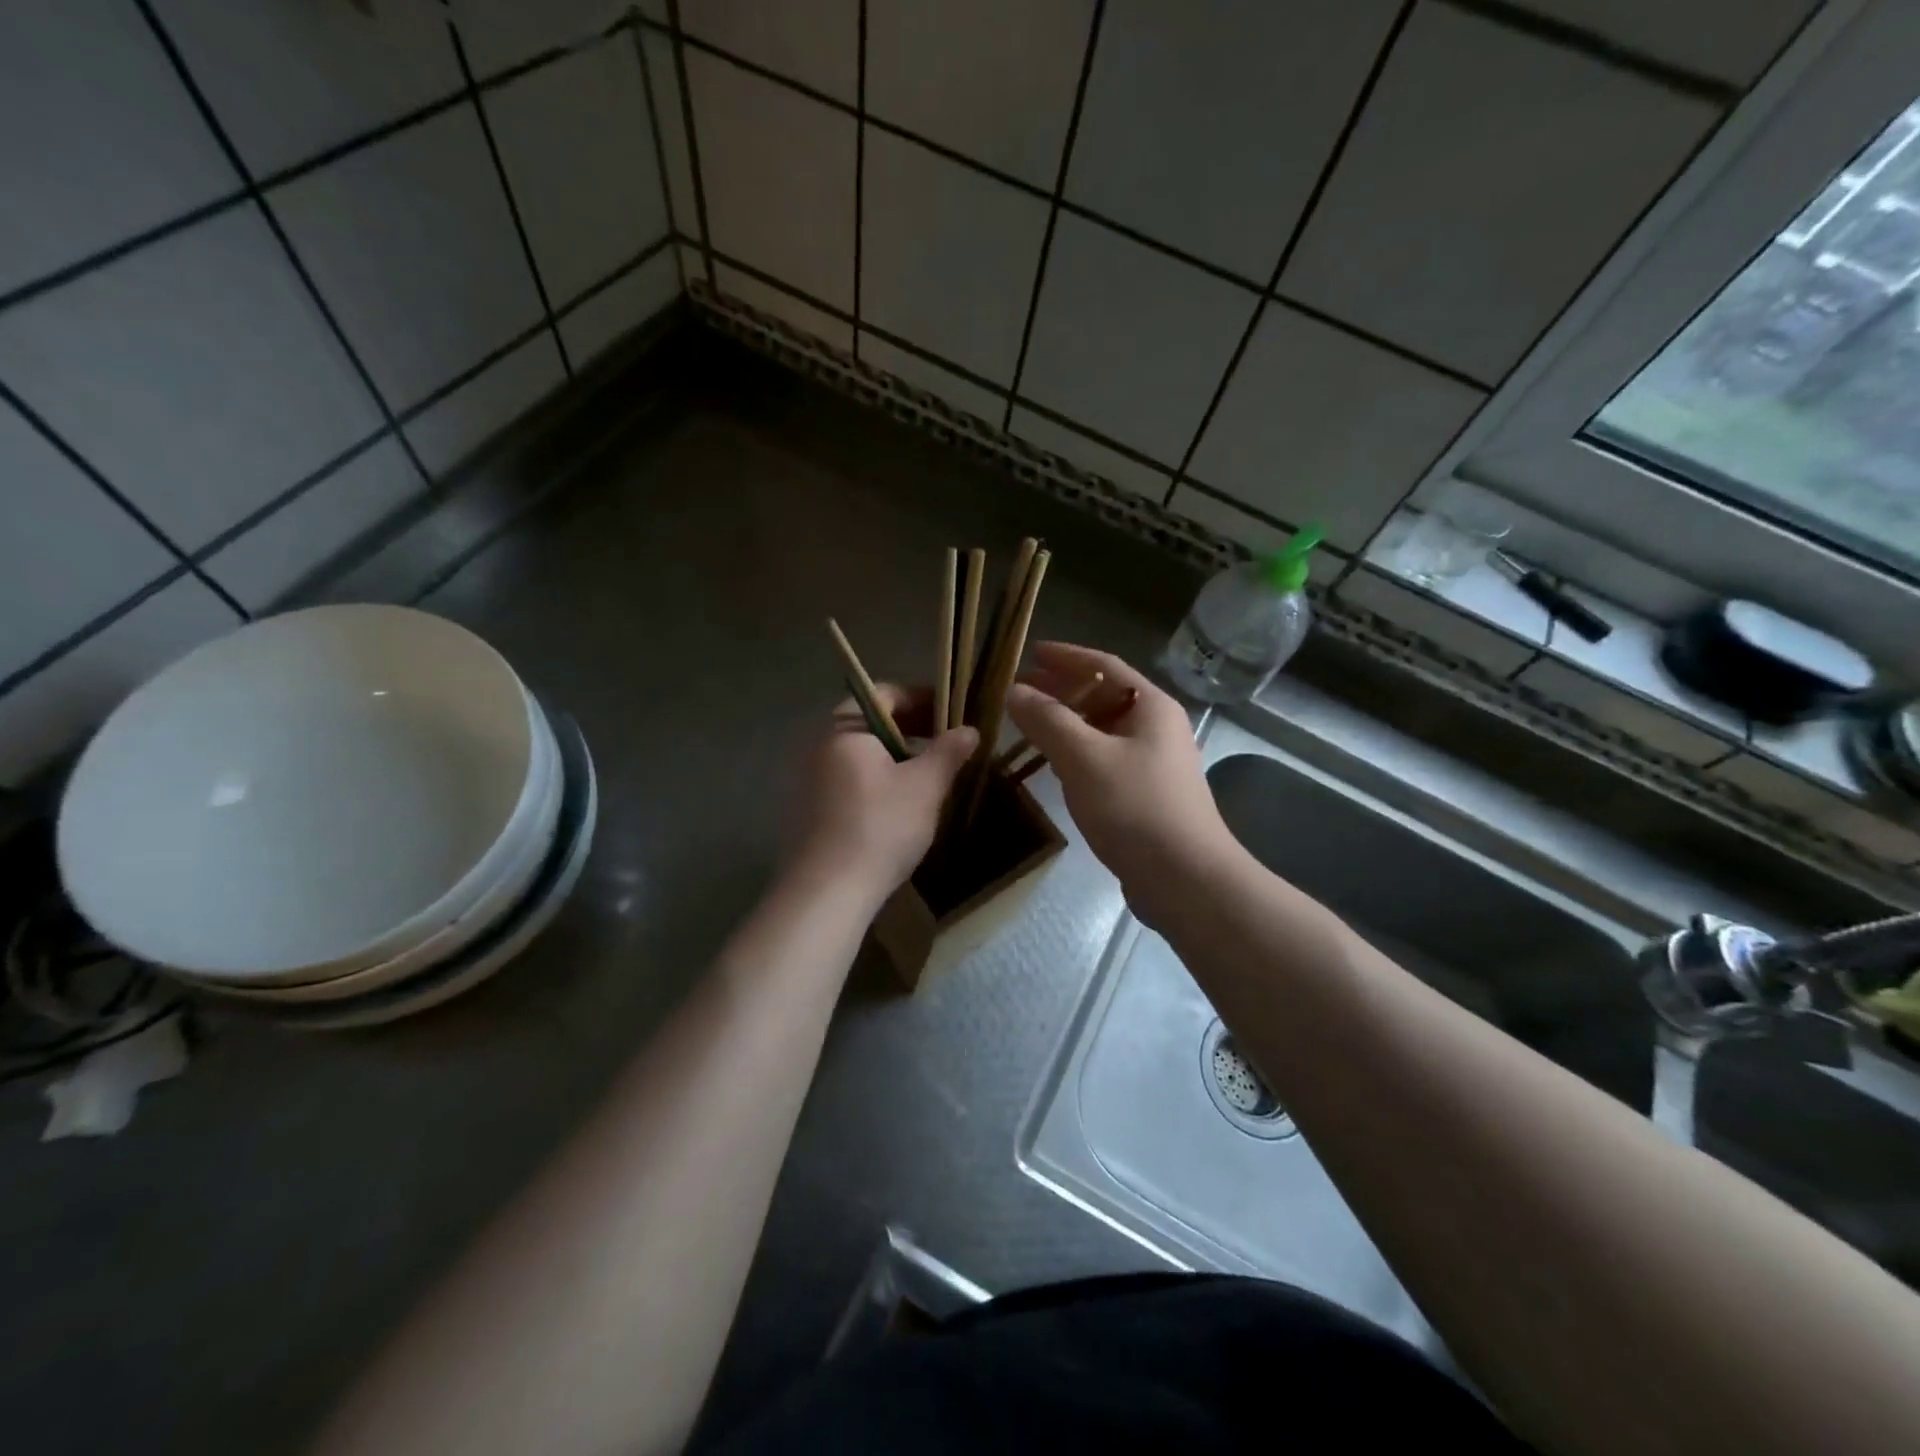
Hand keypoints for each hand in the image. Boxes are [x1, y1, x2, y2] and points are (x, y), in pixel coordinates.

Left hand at [788, 685, 977, 895]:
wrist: (826, 892)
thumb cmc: (880, 828)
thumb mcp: (925, 787)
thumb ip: (949, 752)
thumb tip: (969, 729)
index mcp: (845, 728)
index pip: (885, 693)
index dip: (923, 698)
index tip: (952, 714)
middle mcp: (820, 744)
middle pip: (870, 722)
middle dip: (911, 728)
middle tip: (945, 744)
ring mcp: (809, 777)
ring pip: (860, 753)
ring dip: (895, 756)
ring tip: (927, 775)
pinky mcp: (808, 808)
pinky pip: (848, 778)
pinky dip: (876, 779)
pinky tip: (897, 805)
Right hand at [1007, 643, 1235, 924]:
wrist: (1185, 879)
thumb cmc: (1135, 807)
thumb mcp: (1084, 758)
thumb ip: (1047, 720)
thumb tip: (1015, 691)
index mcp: (1150, 706)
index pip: (1104, 665)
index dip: (1066, 656)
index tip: (1031, 652)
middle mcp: (1156, 728)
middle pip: (1103, 695)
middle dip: (1061, 690)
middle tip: (1019, 689)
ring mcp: (1153, 763)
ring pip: (1102, 730)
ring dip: (1066, 722)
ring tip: (1027, 724)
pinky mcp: (1145, 794)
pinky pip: (1104, 759)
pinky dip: (1076, 753)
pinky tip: (1053, 764)